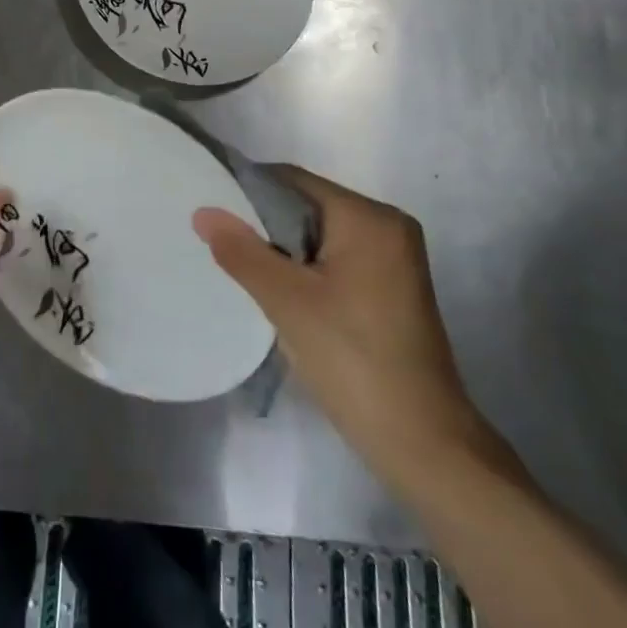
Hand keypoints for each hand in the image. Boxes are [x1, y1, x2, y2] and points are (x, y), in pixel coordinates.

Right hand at [193, 166, 490, 487]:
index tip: (211, 211)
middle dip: (264, 224)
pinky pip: (335, 257)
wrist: (424, 445)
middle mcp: (387, 226)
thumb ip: (243, 252)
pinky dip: (306, 268)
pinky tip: (280, 292)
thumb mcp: (288, 303)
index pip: (293, 181)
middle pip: (307, 205)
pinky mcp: (392, 286)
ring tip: (244, 269)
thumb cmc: (354, 362)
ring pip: (319, 234)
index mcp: (369, 218)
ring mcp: (393, 257)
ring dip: (282, 249)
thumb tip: (203, 212)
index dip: (248, 191)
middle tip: (222, 245)